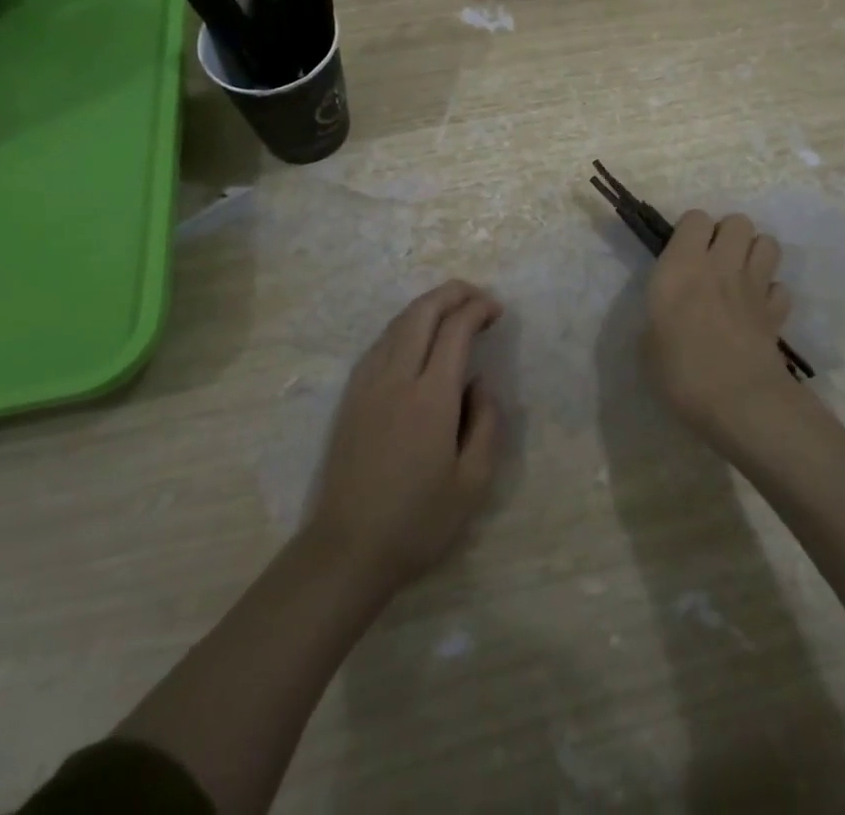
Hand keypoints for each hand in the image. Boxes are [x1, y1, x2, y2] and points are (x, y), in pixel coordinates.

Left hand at [308, 280, 501, 594]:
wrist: (347, 550)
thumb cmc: (418, 522)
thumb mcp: (473, 484)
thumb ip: (486, 424)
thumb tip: (480, 383)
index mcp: (431, 398)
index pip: (455, 330)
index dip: (477, 310)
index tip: (497, 310)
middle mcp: (396, 378)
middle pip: (422, 312)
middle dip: (452, 293)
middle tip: (478, 296)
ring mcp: (368, 384)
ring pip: (398, 323)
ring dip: (427, 305)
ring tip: (453, 309)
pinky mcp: (352, 395)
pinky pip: (381, 342)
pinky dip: (404, 325)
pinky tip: (416, 337)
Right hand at [646, 211, 797, 435]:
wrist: (739, 402)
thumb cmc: (681, 371)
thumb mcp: (648, 343)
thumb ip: (660, 317)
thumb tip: (668, 317)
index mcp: (682, 266)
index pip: (695, 218)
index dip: (691, 231)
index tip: (682, 253)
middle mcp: (720, 266)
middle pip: (738, 221)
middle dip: (728, 234)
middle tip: (714, 260)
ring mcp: (754, 287)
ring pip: (767, 243)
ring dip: (754, 253)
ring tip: (739, 276)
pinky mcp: (777, 312)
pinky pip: (781, 287)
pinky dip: (771, 294)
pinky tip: (757, 311)